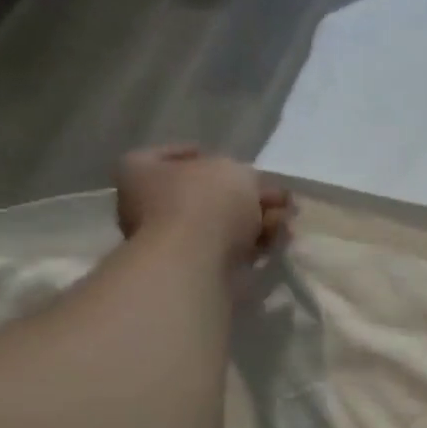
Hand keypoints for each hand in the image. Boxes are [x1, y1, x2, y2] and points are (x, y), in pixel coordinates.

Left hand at [114, 146, 292, 267]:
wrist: (197, 264)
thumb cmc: (204, 203)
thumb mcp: (233, 170)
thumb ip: (246, 175)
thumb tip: (254, 190)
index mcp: (141, 171)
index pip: (176, 156)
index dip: (211, 157)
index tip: (241, 166)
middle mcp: (147, 206)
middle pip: (205, 195)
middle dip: (243, 197)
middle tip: (276, 199)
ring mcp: (170, 242)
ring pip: (220, 226)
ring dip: (253, 223)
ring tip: (285, 222)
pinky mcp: (194, 272)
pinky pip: (226, 253)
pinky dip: (250, 247)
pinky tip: (275, 243)